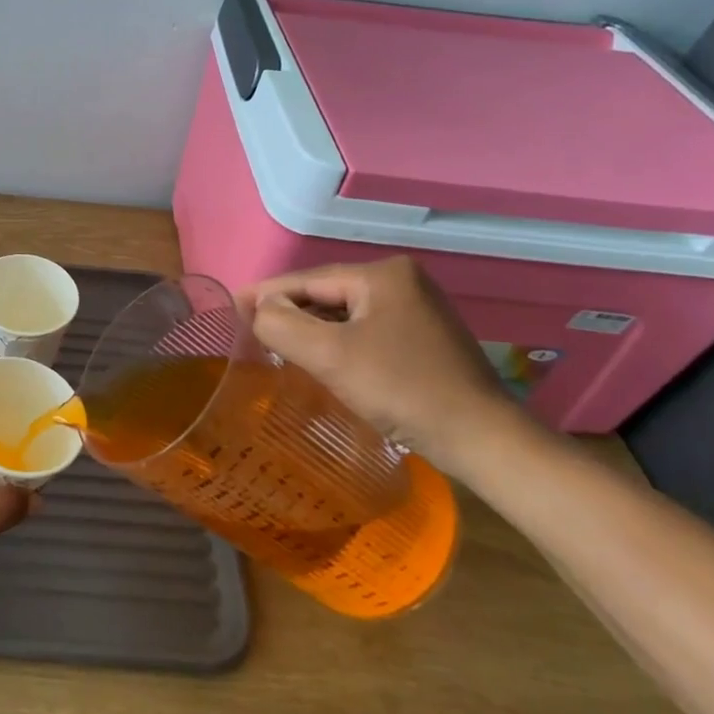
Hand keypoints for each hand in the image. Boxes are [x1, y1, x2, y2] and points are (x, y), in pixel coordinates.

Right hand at [239, 257, 515, 474]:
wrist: (481, 439)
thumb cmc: (402, 389)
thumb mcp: (330, 356)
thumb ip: (283, 325)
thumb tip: (259, 309)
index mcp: (383, 274)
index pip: (308, 280)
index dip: (266, 294)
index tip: (231, 308)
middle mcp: (402, 282)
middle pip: (326, 295)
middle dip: (289, 313)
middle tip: (250, 331)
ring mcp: (417, 309)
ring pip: (345, 314)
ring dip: (312, 329)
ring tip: (277, 345)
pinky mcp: (424, 338)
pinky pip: (364, 330)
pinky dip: (338, 342)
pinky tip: (321, 359)